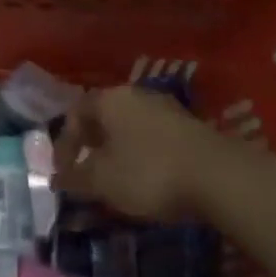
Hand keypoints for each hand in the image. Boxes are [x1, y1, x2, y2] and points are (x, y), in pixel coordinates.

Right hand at [53, 87, 224, 220]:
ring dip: (117, 151)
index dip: (64, 144)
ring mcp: (166, 108)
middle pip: (103, 117)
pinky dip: (141, 156)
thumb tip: (56, 178)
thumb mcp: (102, 181)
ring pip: (129, 127)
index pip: (75, 113)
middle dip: (91, 146)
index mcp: (110, 99)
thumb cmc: (148, 172)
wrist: (218, 176)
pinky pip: (152, 138)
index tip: (62, 174)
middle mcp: (136, 95)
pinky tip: (146, 179)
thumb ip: (75, 178)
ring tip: (115, 181)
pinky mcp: (189, 127)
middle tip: (85, 175)